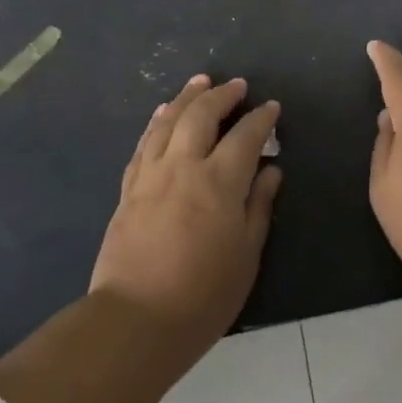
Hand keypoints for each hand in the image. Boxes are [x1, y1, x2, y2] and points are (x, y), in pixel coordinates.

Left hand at [89, 75, 281, 351]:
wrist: (135, 321)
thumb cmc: (202, 296)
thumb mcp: (246, 255)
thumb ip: (259, 206)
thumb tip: (271, 170)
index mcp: (220, 182)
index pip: (245, 135)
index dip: (261, 118)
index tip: (271, 107)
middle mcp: (184, 166)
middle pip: (202, 114)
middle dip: (222, 95)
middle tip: (237, 84)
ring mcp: (152, 174)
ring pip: (169, 120)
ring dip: (187, 96)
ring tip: (200, 81)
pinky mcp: (129, 188)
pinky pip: (145, 142)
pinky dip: (157, 121)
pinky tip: (162, 113)